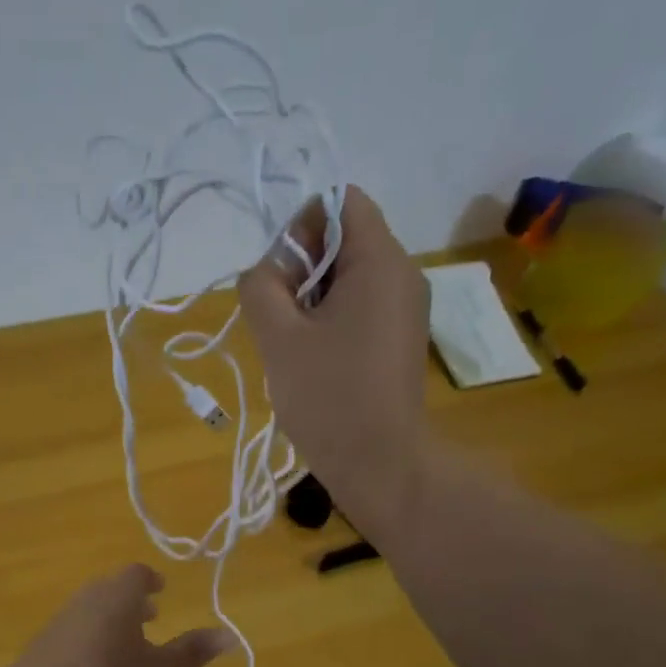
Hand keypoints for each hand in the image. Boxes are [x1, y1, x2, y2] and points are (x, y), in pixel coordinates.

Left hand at [9, 564, 233, 666]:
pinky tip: (95, 662)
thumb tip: (232, 636)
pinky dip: (92, 631)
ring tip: (126, 642)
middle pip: (113, 587)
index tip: (162, 591)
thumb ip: (192, 652)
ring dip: (112, 616)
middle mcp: (89, 595)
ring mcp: (62, 615)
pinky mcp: (44, 637)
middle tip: (151, 616)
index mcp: (119, 594)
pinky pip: (75, 624)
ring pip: (93, 605)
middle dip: (133, 600)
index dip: (152, 580)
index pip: (137, 573)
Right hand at [237, 185, 432, 538]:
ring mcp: (405, 309)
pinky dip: (330, 321)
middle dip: (301, 268)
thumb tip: (265, 272)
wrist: (380, 463)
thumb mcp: (279, 337)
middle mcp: (402, 274)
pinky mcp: (399, 340)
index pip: (340, 202)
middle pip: (343, 239)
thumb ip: (260, 287)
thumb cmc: (329, 396)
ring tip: (292, 344)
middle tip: (278, 317)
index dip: (300, 227)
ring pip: (348, 278)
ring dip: (311, 300)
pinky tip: (313, 360)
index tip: (279, 277)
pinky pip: (360, 308)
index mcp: (380, 261)